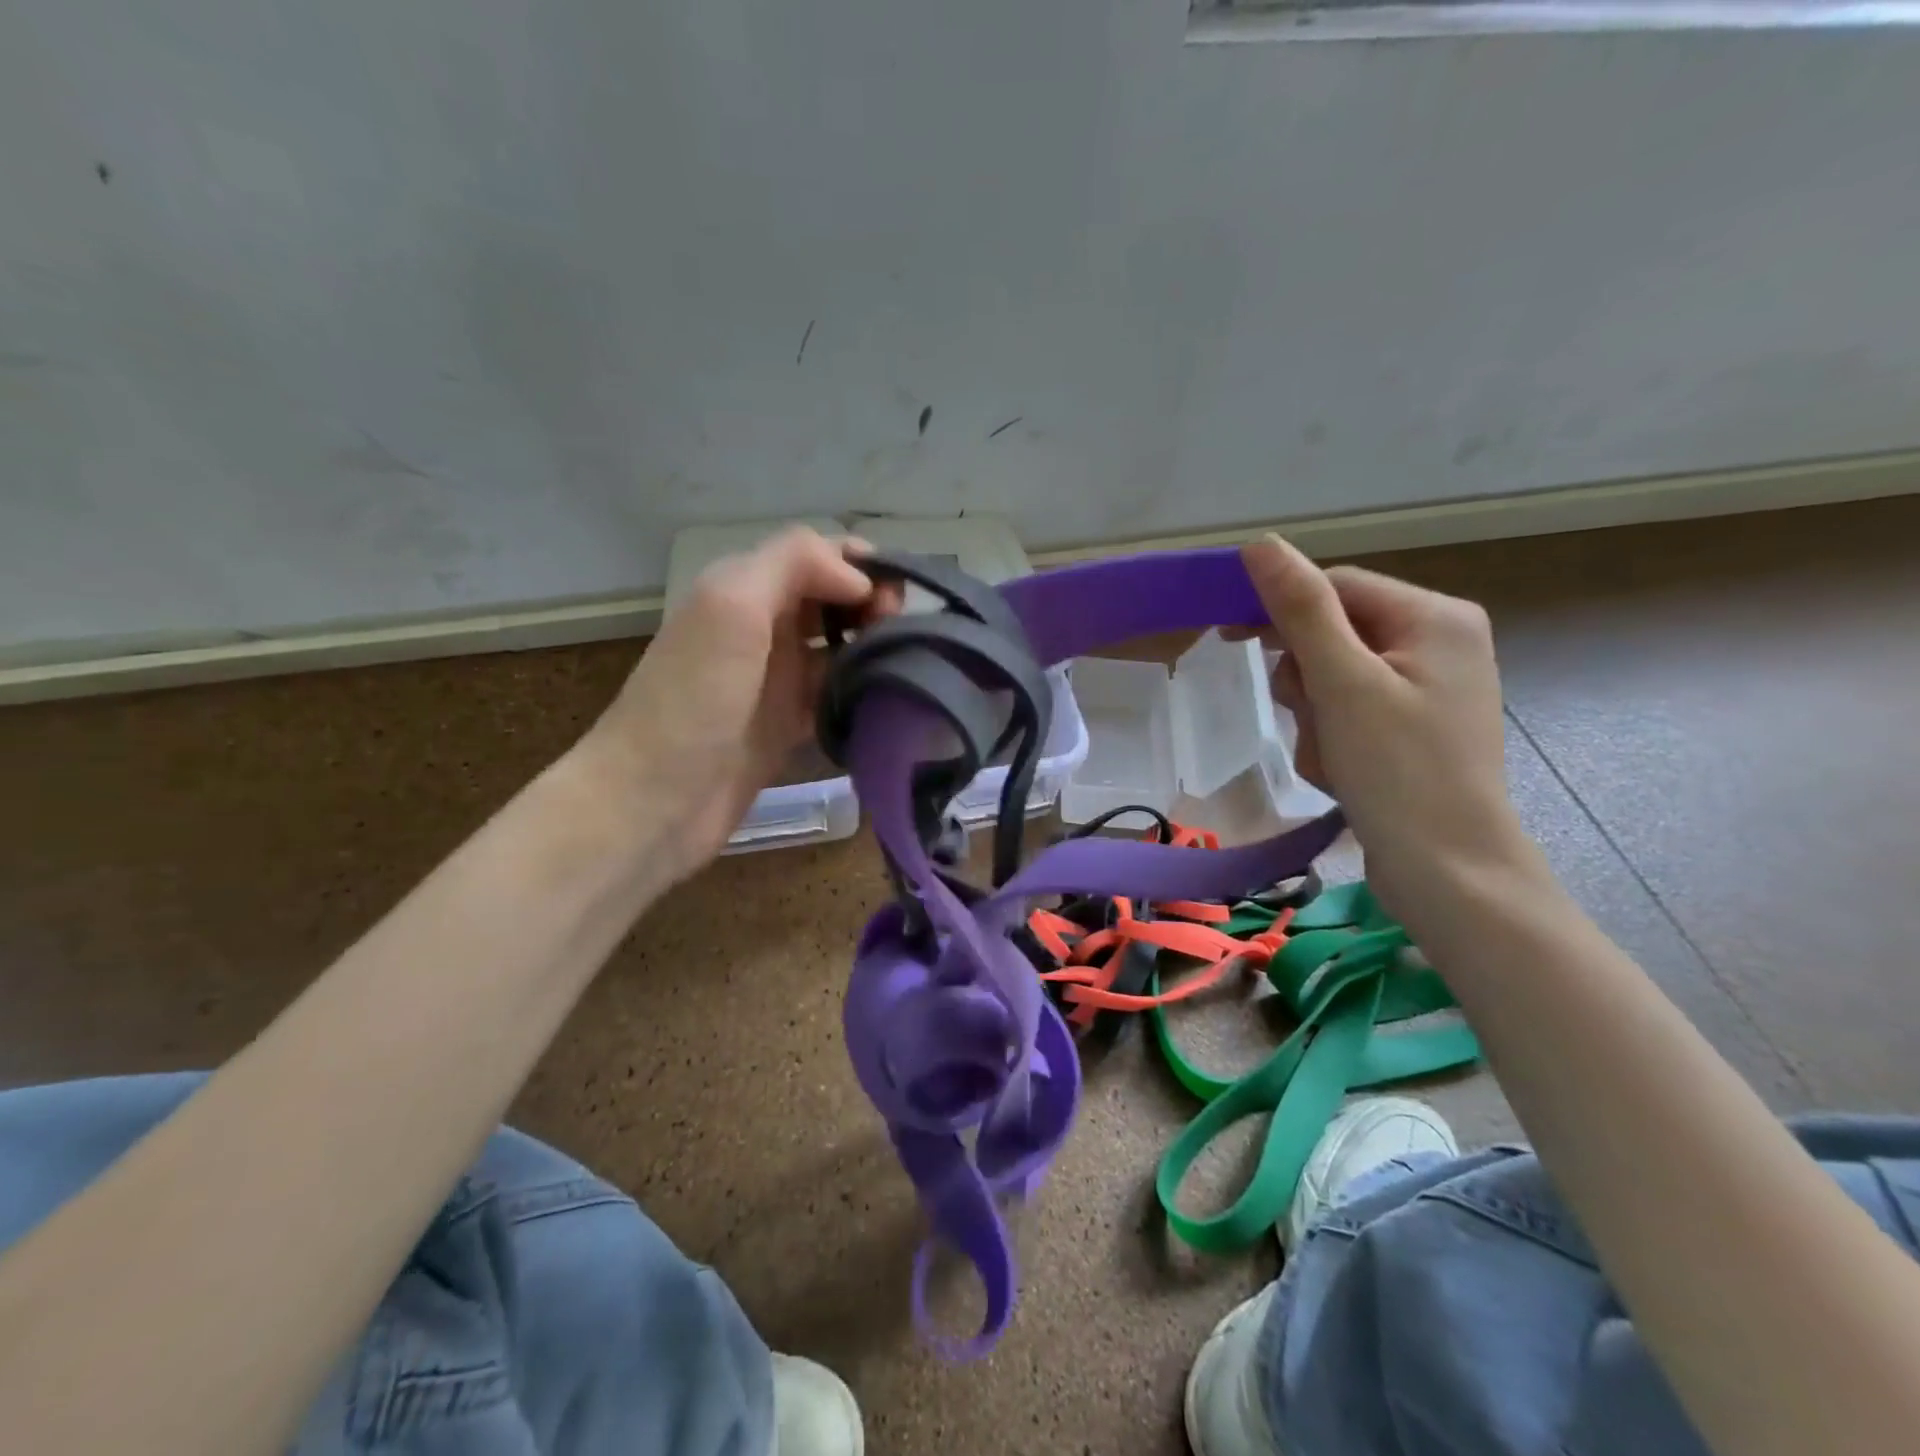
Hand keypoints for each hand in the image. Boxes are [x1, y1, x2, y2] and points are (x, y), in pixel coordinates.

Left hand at [584, 529, 885, 882]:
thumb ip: (793, 566)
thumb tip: (858, 581)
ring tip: (907, 661)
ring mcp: (774, 680)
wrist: (654, 801)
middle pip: (829, 598)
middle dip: (872, 603)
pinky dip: (860, 690)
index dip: (857, 565)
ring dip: (872, 645)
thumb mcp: (732, 607)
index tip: (892, 593)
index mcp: (743, 589)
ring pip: (836, 646)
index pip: (813, 557)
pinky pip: (833, 694)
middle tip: (903, 630)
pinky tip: (887, 697)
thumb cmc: (692, 699)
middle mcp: (760, 628)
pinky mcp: (786, 726)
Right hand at [1239, 534, 1536, 922]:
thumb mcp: (1342, 683)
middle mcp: (1438, 642)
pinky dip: (1331, 739)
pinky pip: (1348, 712)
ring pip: (1332, 679)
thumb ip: (1300, 609)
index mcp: (1434, 617)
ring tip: (1331, 757)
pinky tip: (1342, 773)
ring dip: (1313, 717)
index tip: (1227, 637)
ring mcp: (1427, 689)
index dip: (1279, 609)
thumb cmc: (1398, 771)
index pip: (1335, 587)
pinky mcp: (1412, 728)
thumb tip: (1260, 543)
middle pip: (1332, 634)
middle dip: (1305, 681)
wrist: (1448, 873)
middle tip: (1311, 719)